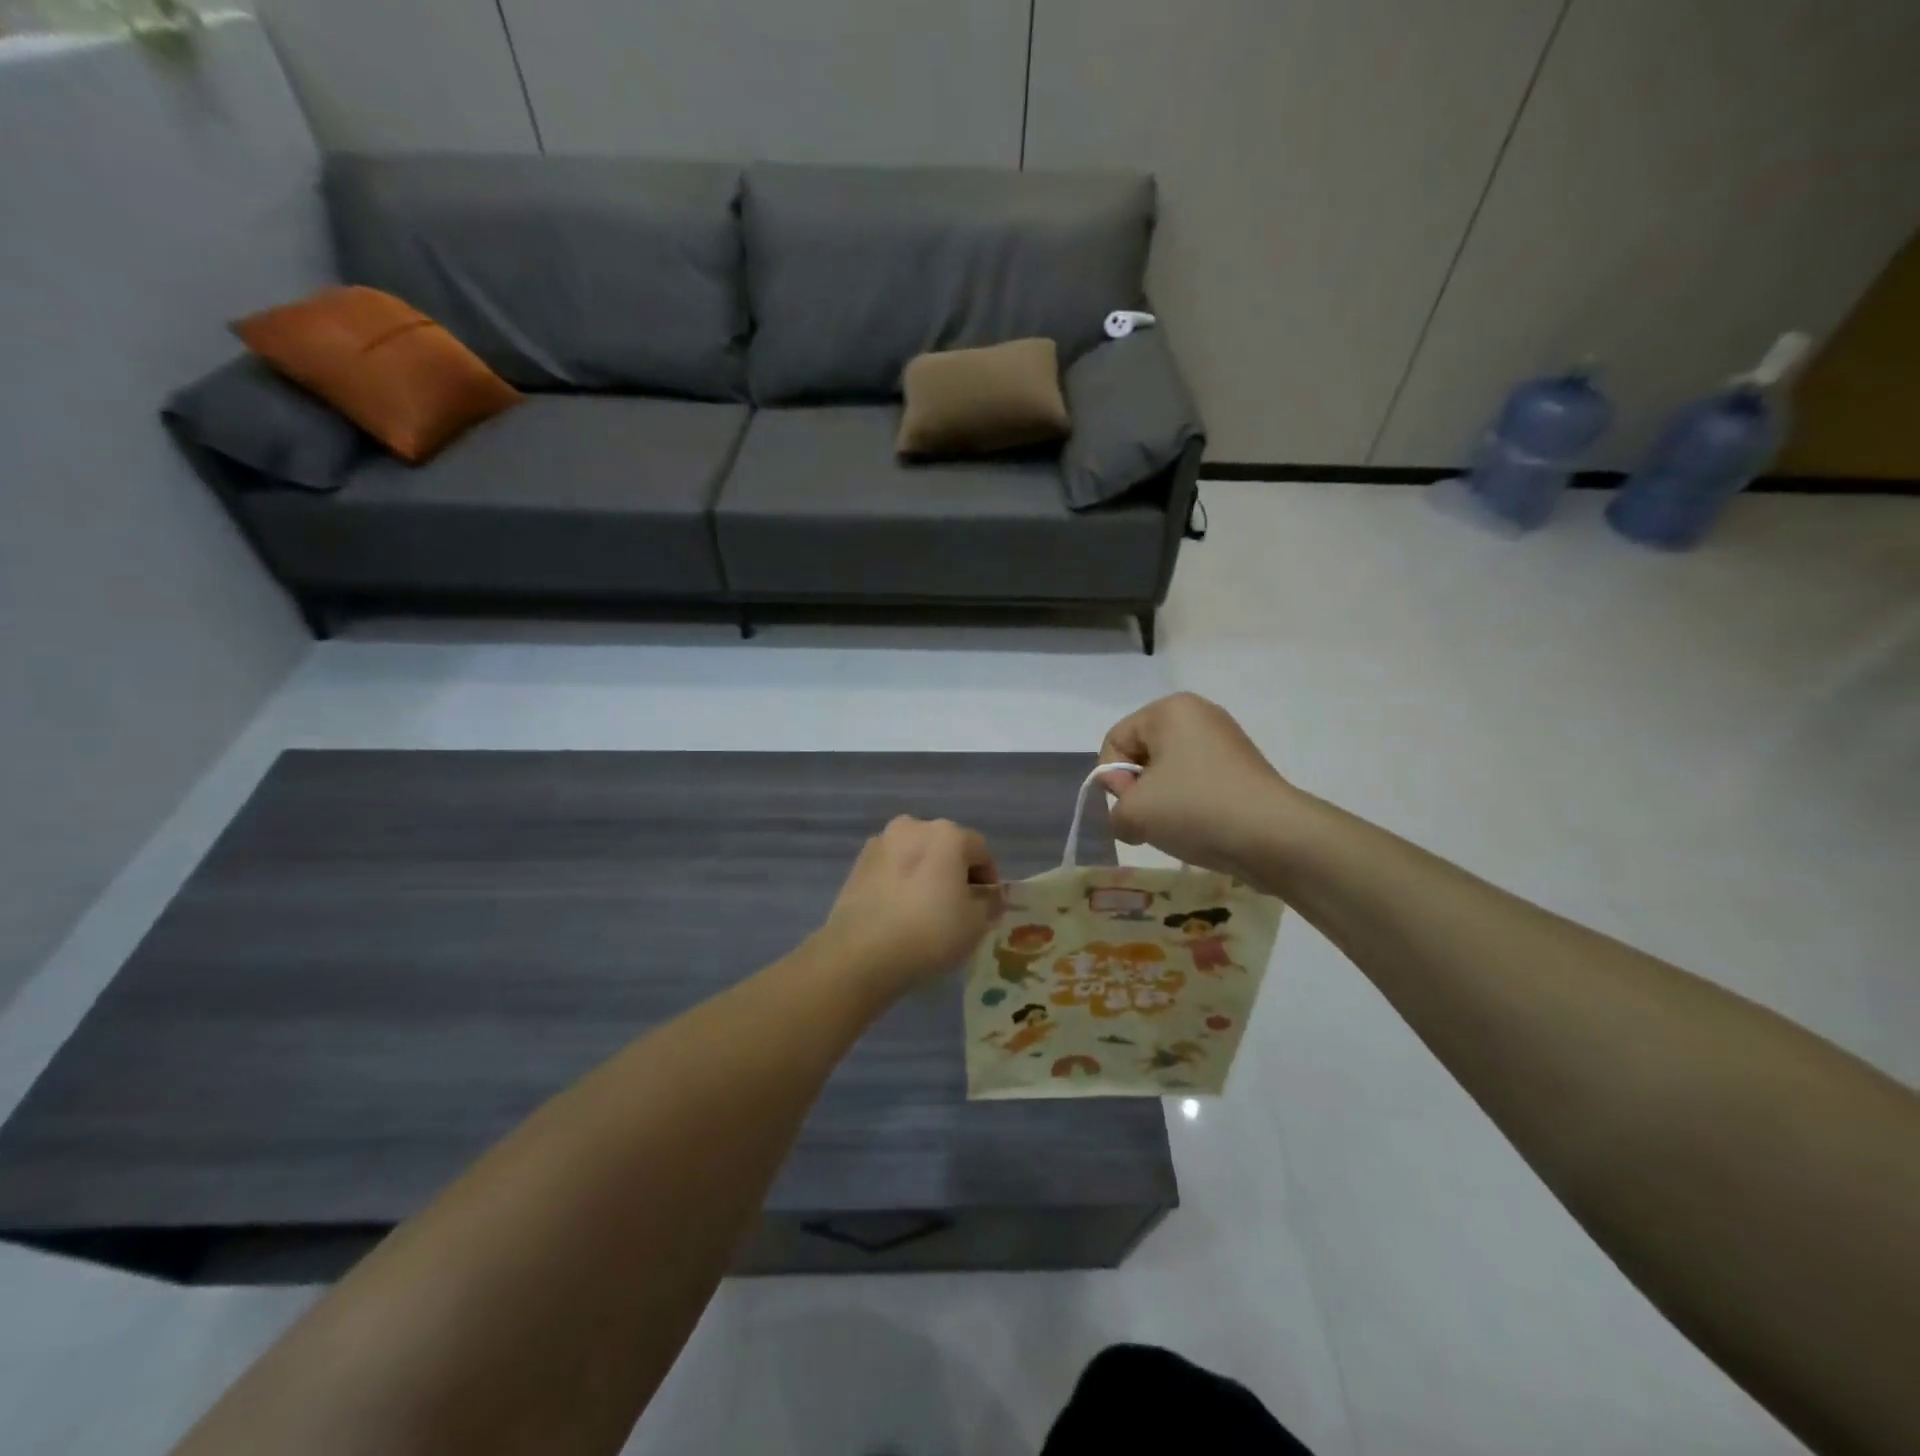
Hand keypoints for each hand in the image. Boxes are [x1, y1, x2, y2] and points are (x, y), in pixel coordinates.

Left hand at [815, 817, 1000, 998]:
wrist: (861, 953)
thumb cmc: (930, 932)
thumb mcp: (976, 924)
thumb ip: (990, 903)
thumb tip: (989, 897)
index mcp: (947, 834)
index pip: (981, 851)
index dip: (989, 879)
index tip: (987, 906)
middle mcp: (913, 827)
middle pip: (946, 847)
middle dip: (956, 872)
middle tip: (959, 907)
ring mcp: (881, 843)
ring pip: (916, 856)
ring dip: (926, 874)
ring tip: (926, 910)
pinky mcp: (858, 863)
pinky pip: (892, 868)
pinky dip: (901, 882)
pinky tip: (900, 912)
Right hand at [1098, 693, 1298, 878]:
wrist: (1274, 836)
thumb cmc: (1196, 809)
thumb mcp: (1134, 813)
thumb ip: (1113, 811)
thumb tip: (1130, 816)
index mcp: (1169, 709)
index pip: (1115, 741)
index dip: (1113, 778)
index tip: (1132, 806)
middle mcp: (1198, 714)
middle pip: (1143, 754)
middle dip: (1138, 790)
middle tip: (1151, 819)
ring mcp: (1225, 740)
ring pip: (1169, 772)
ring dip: (1162, 801)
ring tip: (1177, 827)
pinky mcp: (1242, 767)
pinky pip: (1197, 782)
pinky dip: (1189, 804)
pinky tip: (1199, 828)